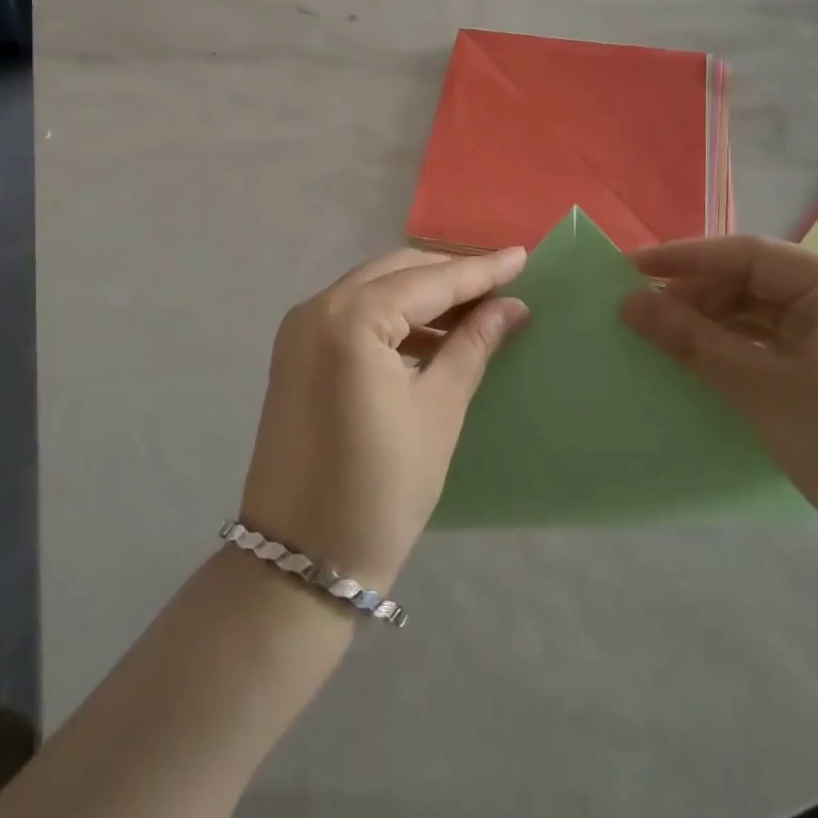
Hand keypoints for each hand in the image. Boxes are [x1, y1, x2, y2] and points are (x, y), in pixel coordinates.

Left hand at [241, 247, 528, 592]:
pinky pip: (353, 313)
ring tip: (475, 310)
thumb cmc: (380, 489)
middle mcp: (317, 308)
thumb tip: (511, 307)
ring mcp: (299, 328)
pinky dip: (392, 314)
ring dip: (422, 293)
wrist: (299, 560)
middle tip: (502, 285)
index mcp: (351, 319)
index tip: (522, 256)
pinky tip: (430, 335)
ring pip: (373, 288)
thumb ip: (472, 346)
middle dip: (450, 274)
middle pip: (397, 272)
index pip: (429, 281)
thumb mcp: (438, 411)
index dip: (480, 270)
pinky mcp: (295, 351)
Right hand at [621, 237, 817, 563]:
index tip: (629, 268)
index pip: (750, 254)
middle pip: (753, 278)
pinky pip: (769, 335)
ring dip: (709, 318)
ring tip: (658, 330)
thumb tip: (627, 302)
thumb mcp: (760, 390)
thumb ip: (691, 340)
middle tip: (639, 308)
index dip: (685, 258)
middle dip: (696, 292)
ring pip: (758, 307)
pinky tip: (695, 352)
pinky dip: (731, 342)